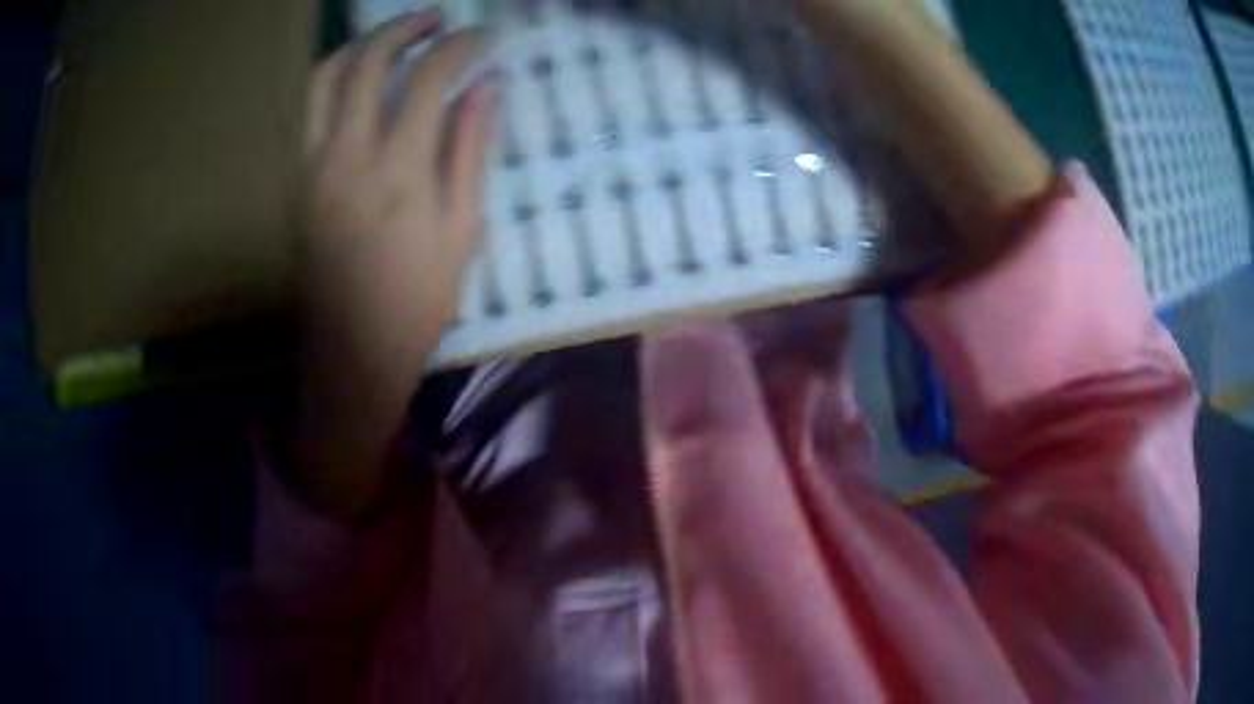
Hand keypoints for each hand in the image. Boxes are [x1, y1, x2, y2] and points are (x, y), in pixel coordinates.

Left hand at [289, 11, 498, 518]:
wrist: (351, 351)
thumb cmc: (416, 300)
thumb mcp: (462, 230)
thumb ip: (470, 151)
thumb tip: (487, 89)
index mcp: (398, 170)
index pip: (428, 78)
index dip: (460, 46)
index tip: (483, 38)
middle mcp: (348, 155)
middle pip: (369, 60)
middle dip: (407, 27)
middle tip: (439, 20)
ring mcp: (315, 164)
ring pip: (326, 76)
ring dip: (362, 44)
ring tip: (396, 37)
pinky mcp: (299, 178)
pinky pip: (311, 108)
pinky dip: (336, 76)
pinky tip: (361, 78)